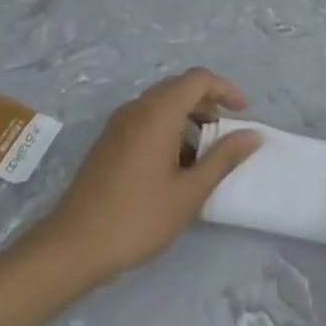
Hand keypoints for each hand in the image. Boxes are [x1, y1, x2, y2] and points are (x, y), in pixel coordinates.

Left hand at [35, 68, 259, 284]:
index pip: (197, 79)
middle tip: (227, 133)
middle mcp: (136, 109)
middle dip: (208, 103)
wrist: (72, 246)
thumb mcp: (189, 192)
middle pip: (179, 87)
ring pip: (161, 104)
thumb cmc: (137, 218)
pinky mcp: (108, 142)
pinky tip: (176, 165)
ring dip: (188, 117)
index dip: (225, 89)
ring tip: (205, 153)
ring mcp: (118, 125)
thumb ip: (223, 159)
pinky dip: (168, 129)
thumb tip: (253, 135)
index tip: (243, 113)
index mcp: (157, 113)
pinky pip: (145, 119)